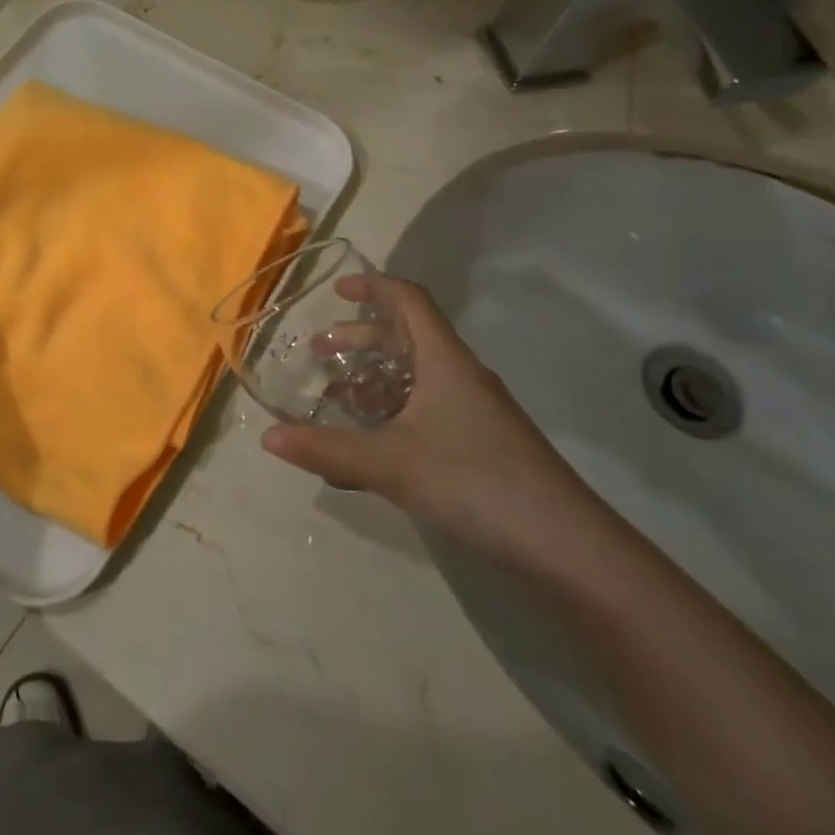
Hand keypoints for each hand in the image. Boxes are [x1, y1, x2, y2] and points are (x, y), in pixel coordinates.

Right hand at [260, 273, 588, 560]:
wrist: (567, 547)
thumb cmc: (476, 482)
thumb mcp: (391, 464)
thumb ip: (328, 448)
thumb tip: (267, 437)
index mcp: (444, 361)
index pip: (409, 301)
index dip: (373, 287)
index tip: (337, 290)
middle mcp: (460, 376)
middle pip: (407, 338)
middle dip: (360, 339)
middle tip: (319, 352)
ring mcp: (474, 412)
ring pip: (415, 377)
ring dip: (373, 378)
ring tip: (334, 396)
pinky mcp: (481, 445)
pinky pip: (425, 410)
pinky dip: (392, 412)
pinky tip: (370, 444)